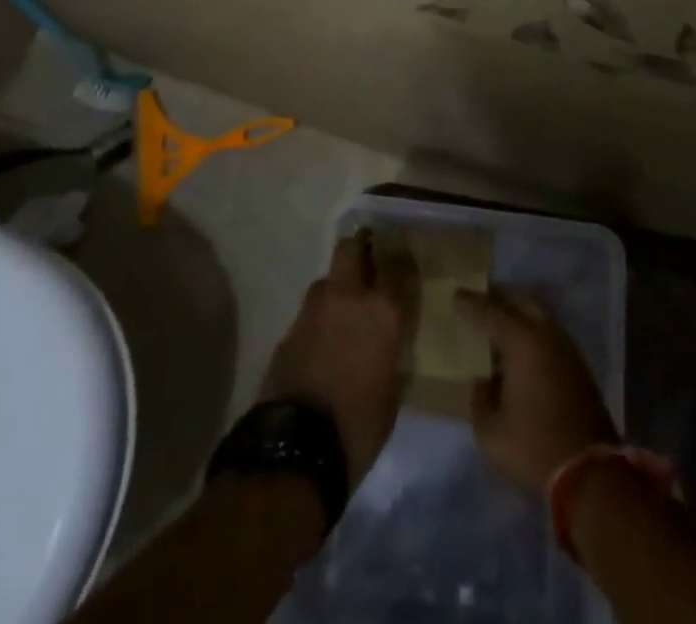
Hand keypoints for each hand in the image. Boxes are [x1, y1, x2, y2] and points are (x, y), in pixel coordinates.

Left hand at [259, 229, 417, 486]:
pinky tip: (325, 335)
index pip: (398, 266)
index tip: (406, 256)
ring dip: (338, 284)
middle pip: (352, 249)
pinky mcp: (289, 330)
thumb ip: (390, 354)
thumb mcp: (392, 391)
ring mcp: (314, 310)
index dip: (402, 258)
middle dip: (361, 246)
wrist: (296, 448)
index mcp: (382, 311)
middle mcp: (348, 297)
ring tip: (346, 304)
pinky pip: (311, 310)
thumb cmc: (359, 425)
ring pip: (328, 277)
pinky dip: (320, 315)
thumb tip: (386, 345)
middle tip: (371, 256)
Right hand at [456, 288, 617, 493]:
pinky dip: (532, 331)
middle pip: (519, 302)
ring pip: (538, 315)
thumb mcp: (490, 432)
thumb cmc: (533, 447)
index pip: (490, 311)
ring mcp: (566, 348)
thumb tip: (483, 381)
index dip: (470, 303)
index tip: (455, 295)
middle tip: (479, 301)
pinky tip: (521, 349)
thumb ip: (480, 399)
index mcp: (521, 341)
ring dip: (518, 314)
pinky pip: (549, 333)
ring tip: (498, 323)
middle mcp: (545, 334)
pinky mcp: (578, 365)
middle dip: (498, 298)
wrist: (589, 472)